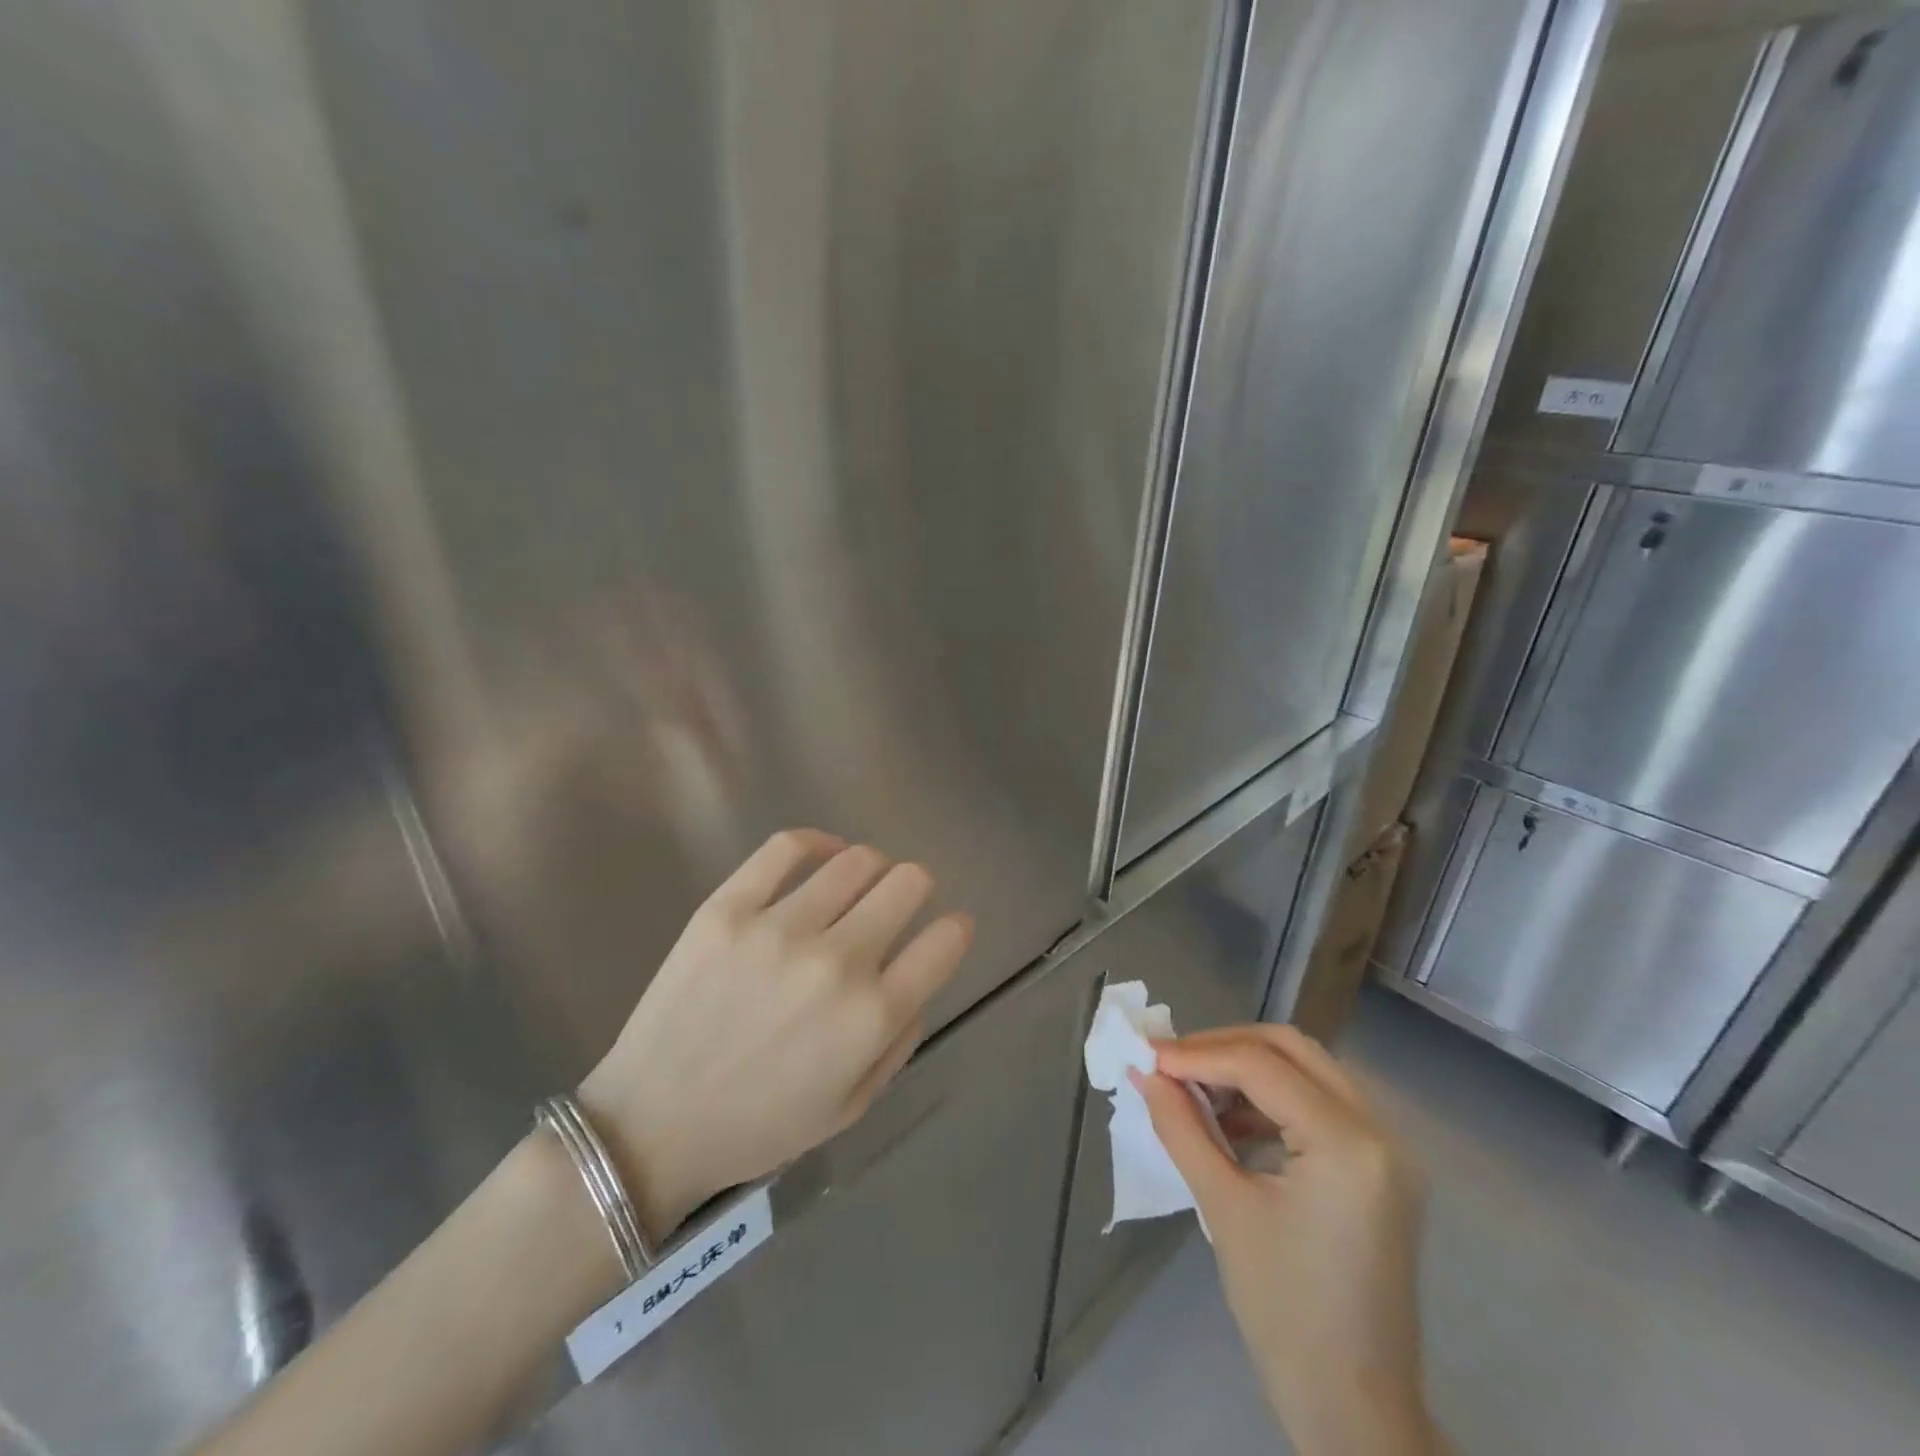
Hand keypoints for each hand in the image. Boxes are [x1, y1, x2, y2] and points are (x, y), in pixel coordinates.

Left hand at [579, 830, 971, 1243]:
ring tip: (858, 884)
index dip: (956, 929)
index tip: (947, 930)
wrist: (654, 1124)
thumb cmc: (761, 1125)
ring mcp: (777, 928)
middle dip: (917, 888)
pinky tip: (825, 855)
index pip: (944, 941)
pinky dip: (819, 842)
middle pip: (908, 882)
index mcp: (870, 1017)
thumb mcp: (853, 1104)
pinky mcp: (727, 908)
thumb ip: (901, 1036)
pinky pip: (787, 846)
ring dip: (872, 868)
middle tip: (900, 903)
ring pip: (856, 860)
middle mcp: (835, 962)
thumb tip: (917, 972)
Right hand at [1133, 1025, 1443, 1455]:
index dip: (1198, 1055)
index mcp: (1348, 1144)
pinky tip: (1232, 1122)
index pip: (1261, 1066)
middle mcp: (1379, 1131)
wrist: (1353, 1407)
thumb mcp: (1223, 1208)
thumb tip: (1144, 1072)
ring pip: (1308, 1069)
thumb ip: (1181, 1127)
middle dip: (1225, 1046)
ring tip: (1196, 1090)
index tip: (1148, 1058)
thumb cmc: (1284, 1312)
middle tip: (1173, 1062)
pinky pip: (1320, 1103)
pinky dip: (1272, 1099)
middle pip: (1292, 1048)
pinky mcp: (1380, 1168)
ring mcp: (1387, 1149)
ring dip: (1249, 1069)